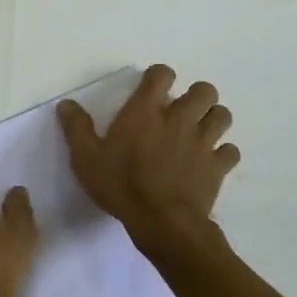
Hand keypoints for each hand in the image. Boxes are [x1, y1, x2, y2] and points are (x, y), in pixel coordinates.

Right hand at [58, 64, 239, 248]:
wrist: (162, 222)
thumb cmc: (120, 185)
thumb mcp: (86, 158)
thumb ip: (76, 128)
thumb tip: (66, 103)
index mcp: (145, 111)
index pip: (162, 74)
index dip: (159, 77)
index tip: (151, 89)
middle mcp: (179, 119)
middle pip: (204, 90)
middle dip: (196, 96)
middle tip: (181, 112)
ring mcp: (203, 142)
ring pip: (222, 115)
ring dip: (213, 119)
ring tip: (199, 132)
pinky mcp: (218, 166)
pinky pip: (230, 151)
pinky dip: (223, 154)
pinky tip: (210, 162)